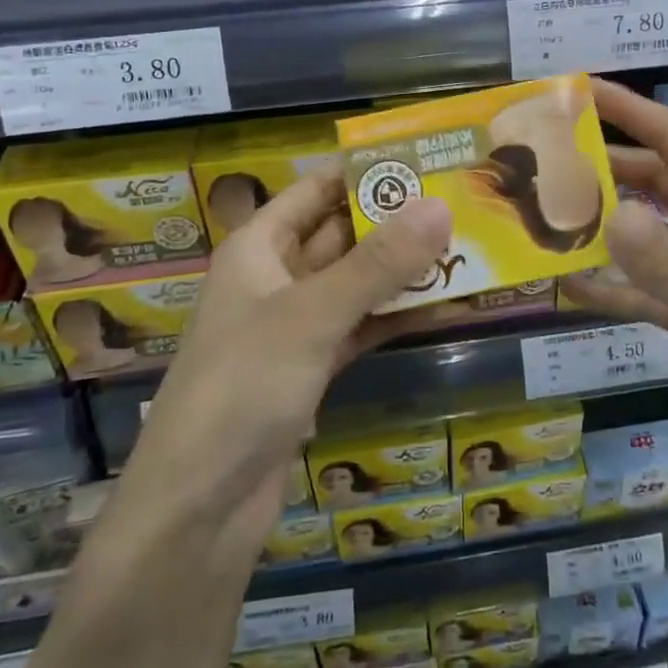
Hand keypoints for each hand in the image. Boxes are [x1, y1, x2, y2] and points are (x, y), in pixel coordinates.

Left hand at [134, 167, 450, 546]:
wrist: (198, 508)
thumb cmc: (242, 387)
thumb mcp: (312, 315)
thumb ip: (378, 263)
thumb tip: (440, 206)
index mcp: (258, 247)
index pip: (316, 189)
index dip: (366, 171)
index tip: (426, 159)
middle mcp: (275, 277)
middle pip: (342, 234)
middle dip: (396, 221)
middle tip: (463, 202)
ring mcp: (295, 326)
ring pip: (357, 282)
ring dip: (404, 270)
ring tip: (468, 248)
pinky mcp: (312, 368)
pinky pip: (361, 326)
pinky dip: (397, 316)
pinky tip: (447, 305)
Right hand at [561, 80, 667, 488]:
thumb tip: (609, 212)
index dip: (627, 109)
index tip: (576, 91)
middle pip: (655, 180)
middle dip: (606, 164)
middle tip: (545, 161)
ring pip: (650, 232)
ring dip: (607, 223)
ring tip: (550, 217)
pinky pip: (651, 290)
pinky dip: (617, 287)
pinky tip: (574, 290)